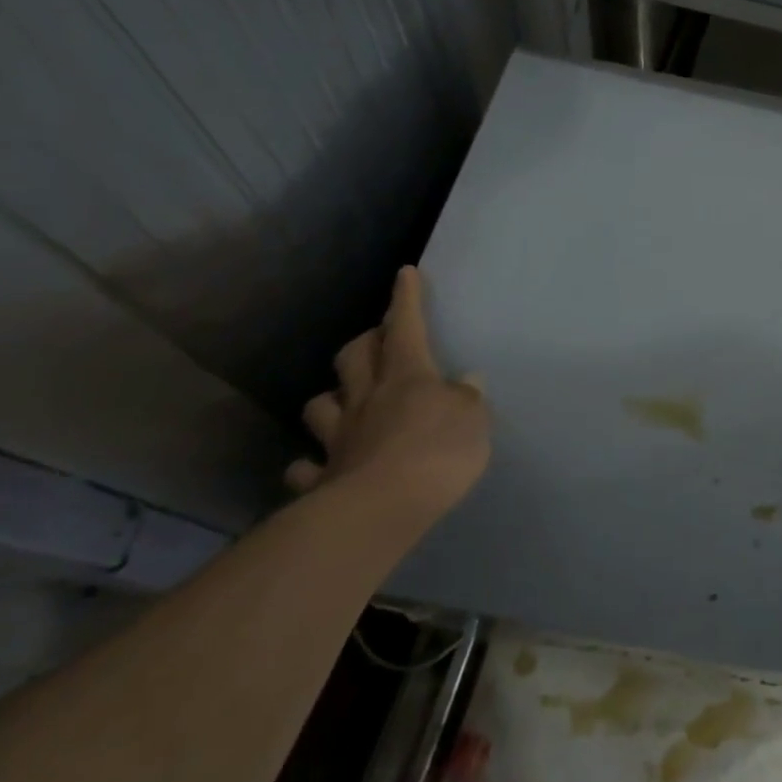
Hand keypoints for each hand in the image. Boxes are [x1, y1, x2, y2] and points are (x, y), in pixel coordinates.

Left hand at [290, 266, 489, 518]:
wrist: (383, 508)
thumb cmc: (439, 452)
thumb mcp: (474, 420)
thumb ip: (468, 398)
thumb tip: (465, 380)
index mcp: (408, 376)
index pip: (406, 326)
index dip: (406, 299)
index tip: (405, 274)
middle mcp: (368, 398)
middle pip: (355, 356)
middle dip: (365, 341)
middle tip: (375, 340)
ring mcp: (340, 438)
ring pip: (320, 405)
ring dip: (329, 398)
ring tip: (340, 401)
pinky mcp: (323, 478)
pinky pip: (307, 467)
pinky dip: (310, 465)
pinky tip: (316, 468)